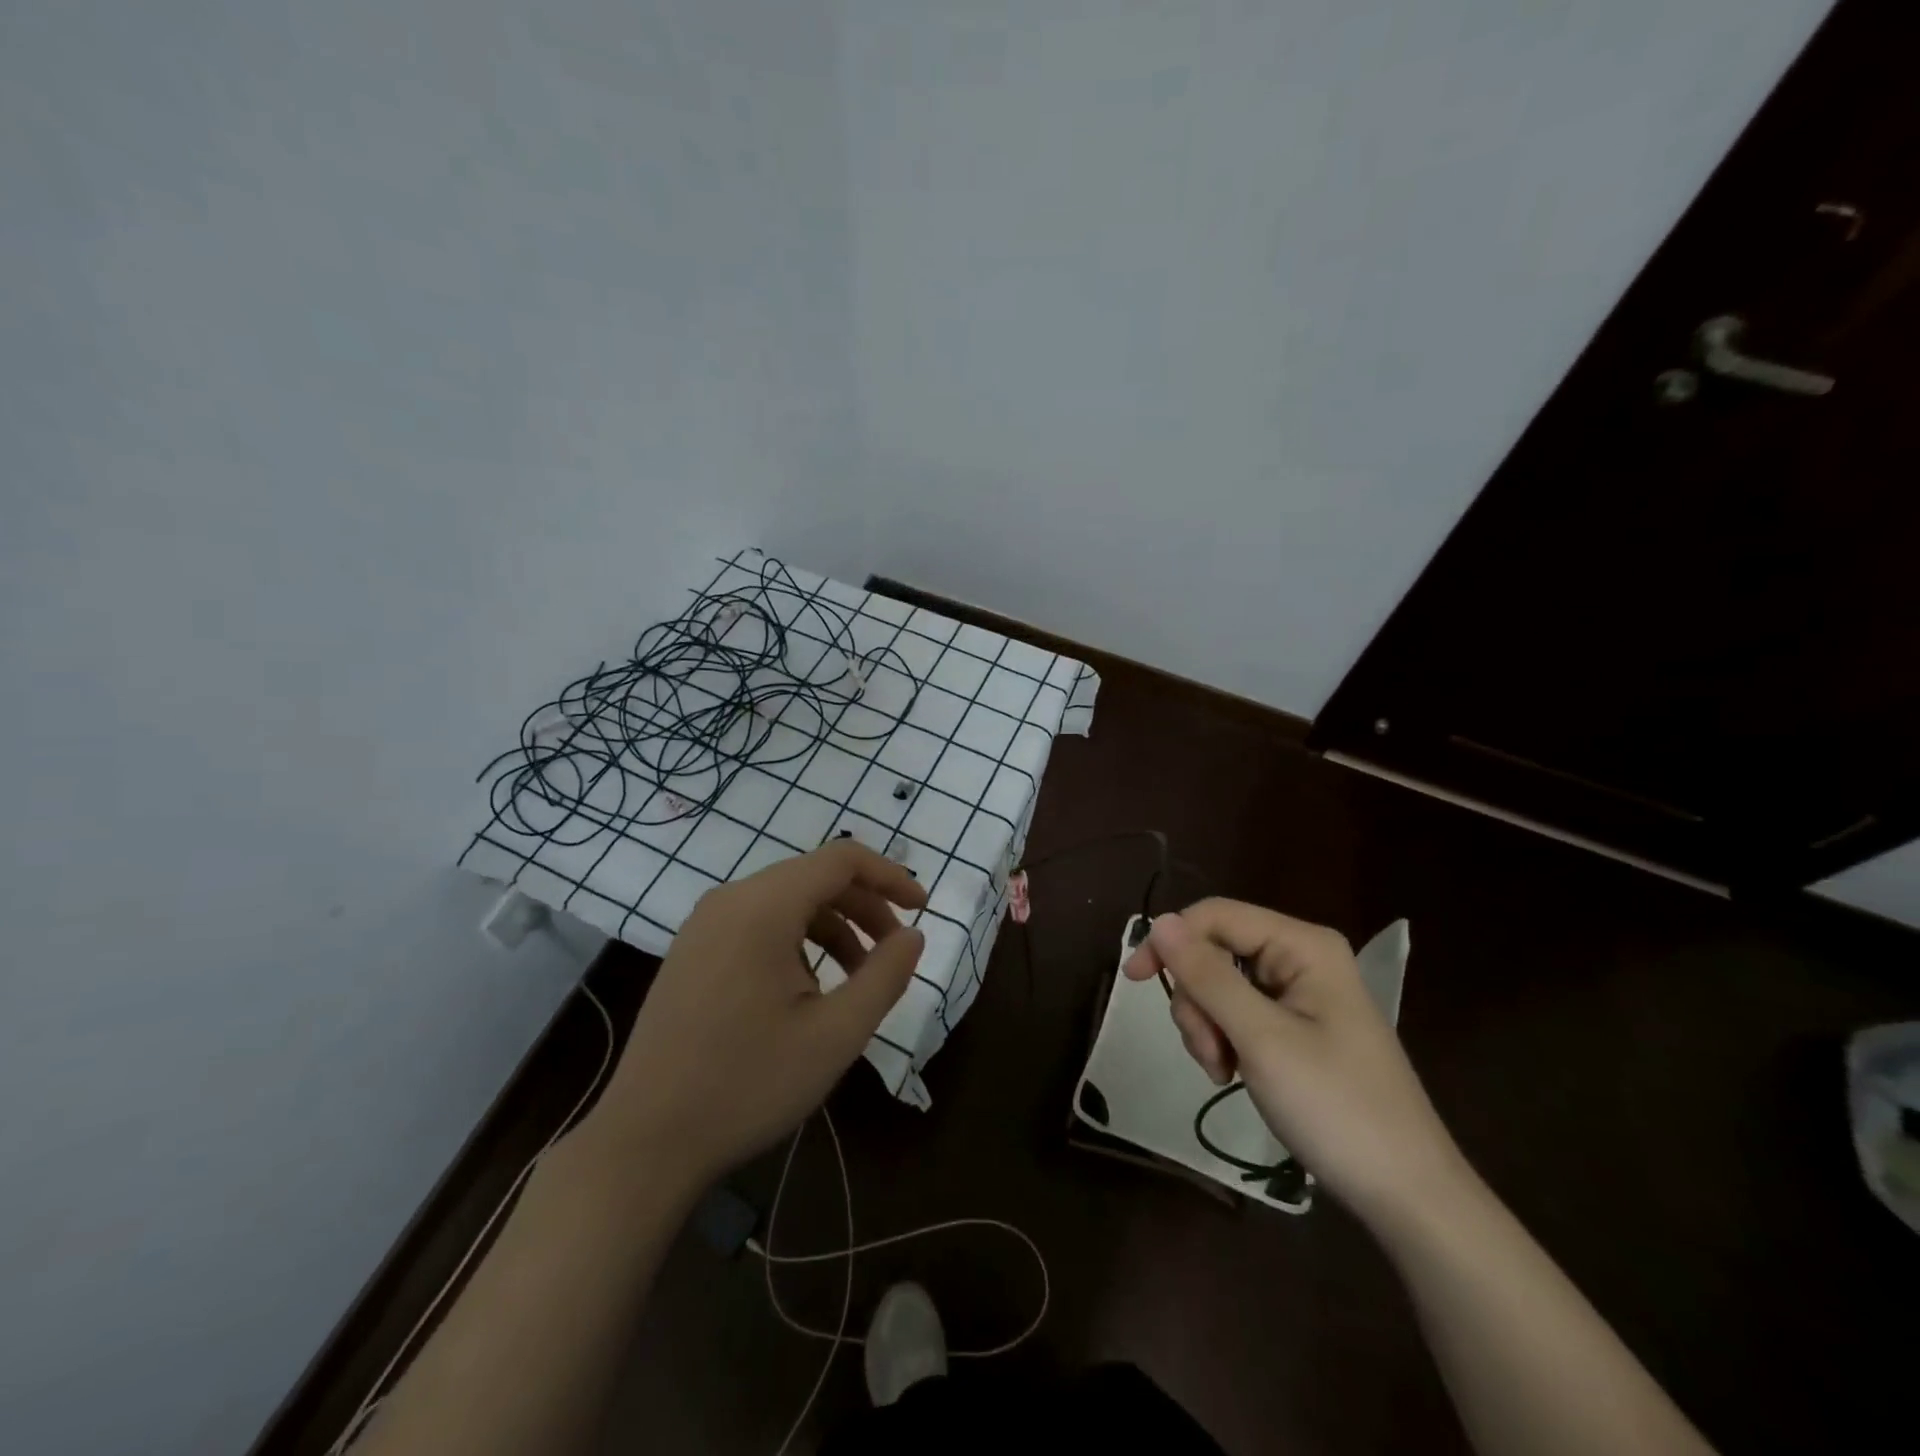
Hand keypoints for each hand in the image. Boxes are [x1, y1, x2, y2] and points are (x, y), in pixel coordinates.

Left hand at [598, 841, 926, 1185]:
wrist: (644, 1142)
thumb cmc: (748, 1084)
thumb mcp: (835, 1034)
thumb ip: (885, 975)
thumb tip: (912, 935)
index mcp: (763, 907)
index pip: (841, 859)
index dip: (889, 876)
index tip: (922, 910)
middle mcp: (730, 900)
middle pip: (814, 877)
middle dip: (864, 907)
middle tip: (894, 951)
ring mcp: (704, 924)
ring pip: (787, 901)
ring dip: (833, 926)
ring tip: (856, 979)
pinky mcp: (692, 951)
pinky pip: (758, 923)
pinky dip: (798, 940)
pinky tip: (806, 990)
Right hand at [1124, 899, 1467, 1227]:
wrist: (1407, 1195)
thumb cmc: (1336, 1108)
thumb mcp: (1261, 1039)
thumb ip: (1207, 976)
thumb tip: (1160, 922)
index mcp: (1303, 945)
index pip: (1216, 916)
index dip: (1170, 940)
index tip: (1135, 980)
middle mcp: (1301, 958)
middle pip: (1216, 951)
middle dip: (1197, 999)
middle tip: (1207, 1053)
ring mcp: (1301, 993)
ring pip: (1220, 984)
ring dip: (1207, 1025)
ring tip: (1222, 1071)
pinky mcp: (1297, 1026)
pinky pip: (1239, 1012)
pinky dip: (1223, 1039)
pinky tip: (1232, 1073)